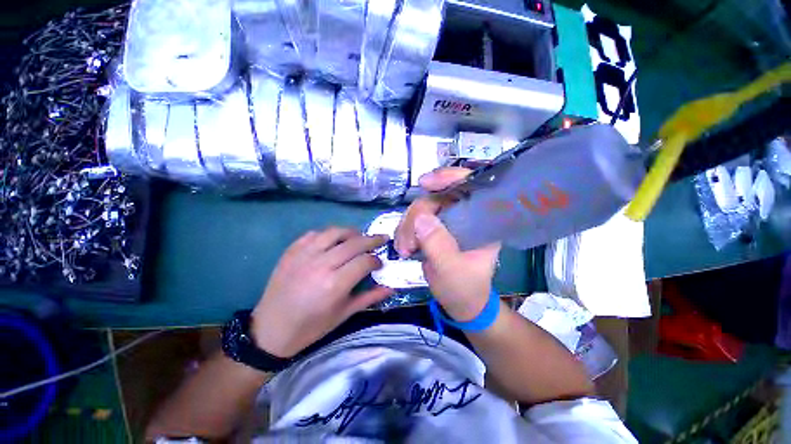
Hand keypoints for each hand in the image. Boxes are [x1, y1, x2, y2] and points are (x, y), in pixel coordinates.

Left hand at [251, 227, 393, 357]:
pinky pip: (314, 233)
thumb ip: (369, 298)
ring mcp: (304, 255)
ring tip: (359, 237)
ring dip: (352, 232)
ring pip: (335, 232)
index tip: (379, 263)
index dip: (376, 260)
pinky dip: (328, 234)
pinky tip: (333, 241)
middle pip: (354, 243)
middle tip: (381, 239)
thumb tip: (391, 287)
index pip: (364, 261)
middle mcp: (321, 265)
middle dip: (372, 239)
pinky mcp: (291, 251)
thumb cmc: (310, 327)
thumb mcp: (343, 315)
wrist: (269, 330)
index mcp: (334, 284)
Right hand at [395, 168, 500, 321]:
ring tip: (404, 250)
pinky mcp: (432, 229)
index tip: (425, 183)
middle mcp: (463, 214)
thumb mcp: (453, 270)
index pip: (470, 186)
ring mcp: (446, 221)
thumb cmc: (466, 288)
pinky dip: (403, 232)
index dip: (449, 177)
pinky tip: (402, 248)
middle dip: (416, 218)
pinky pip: (412, 221)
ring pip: (420, 209)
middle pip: (435, 198)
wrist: (460, 303)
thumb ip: (439, 245)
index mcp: (481, 220)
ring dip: (407, 227)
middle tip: (407, 244)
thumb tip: (421, 218)